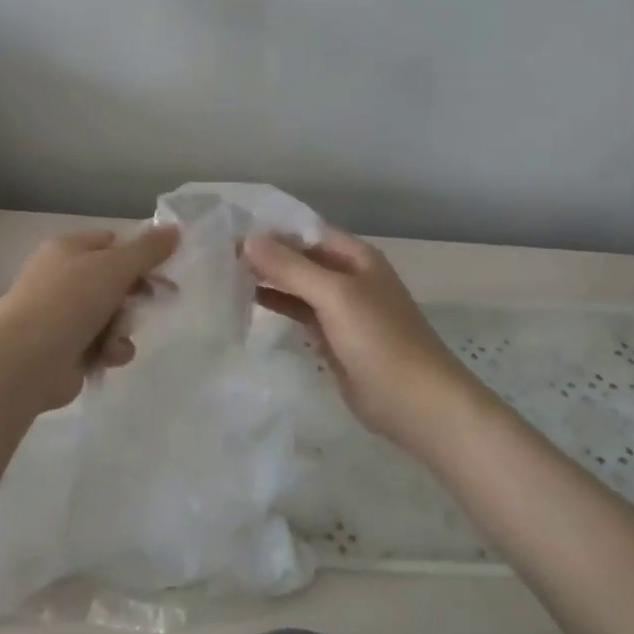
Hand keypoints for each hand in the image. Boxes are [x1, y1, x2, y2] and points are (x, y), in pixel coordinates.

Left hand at [0, 226, 179, 412]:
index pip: (113, 242)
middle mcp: (64, 278)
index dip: (140, 255)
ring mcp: (64, 315)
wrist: (24, 362)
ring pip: (114, 315)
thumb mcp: (113, 267)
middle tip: (156, 302)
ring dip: (123, 328)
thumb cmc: (68, 302)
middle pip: (116, 281)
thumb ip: (147, 249)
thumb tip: (175, 228)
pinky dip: (110, 350)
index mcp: (68, 248)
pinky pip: (103, 343)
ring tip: (114, 339)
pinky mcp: (67, 349)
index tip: (166, 270)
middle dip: (134, 297)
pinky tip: (106, 357)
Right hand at [243, 228, 481, 451]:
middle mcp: (348, 277)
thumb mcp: (335, 296)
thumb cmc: (380, 340)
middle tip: (217, 256)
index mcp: (355, 258)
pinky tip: (248, 303)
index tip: (228, 232)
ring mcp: (341, 309)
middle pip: (300, 258)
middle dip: (264, 255)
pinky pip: (300, 313)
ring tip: (224, 276)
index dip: (270, 230)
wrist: (416, 403)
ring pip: (298, 286)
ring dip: (267, 280)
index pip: (305, 232)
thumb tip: (248, 240)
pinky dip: (277, 306)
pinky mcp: (333, 338)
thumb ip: (291, 268)